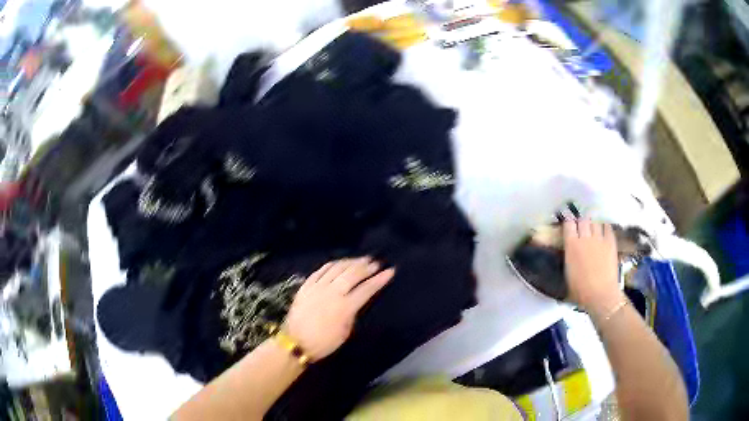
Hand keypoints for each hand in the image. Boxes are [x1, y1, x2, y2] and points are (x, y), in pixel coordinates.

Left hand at [283, 257, 394, 360]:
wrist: (296, 342)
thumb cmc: (324, 342)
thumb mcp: (345, 331)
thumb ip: (352, 313)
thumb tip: (355, 301)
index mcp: (344, 307)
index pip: (366, 289)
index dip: (379, 280)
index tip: (390, 271)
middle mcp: (332, 292)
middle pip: (352, 274)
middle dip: (366, 267)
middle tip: (375, 263)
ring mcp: (318, 286)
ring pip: (337, 268)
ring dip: (351, 262)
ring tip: (361, 260)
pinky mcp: (306, 285)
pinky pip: (321, 270)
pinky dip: (333, 264)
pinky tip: (339, 263)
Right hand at [563, 219, 624, 318]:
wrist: (600, 294)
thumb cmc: (580, 290)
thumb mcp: (568, 273)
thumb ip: (568, 256)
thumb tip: (569, 250)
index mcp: (571, 246)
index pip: (568, 224)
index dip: (568, 223)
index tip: (568, 225)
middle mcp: (585, 238)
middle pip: (583, 220)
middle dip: (581, 222)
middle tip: (581, 228)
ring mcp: (599, 239)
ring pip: (595, 222)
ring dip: (593, 224)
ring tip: (593, 228)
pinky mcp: (611, 242)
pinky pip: (608, 227)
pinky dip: (605, 227)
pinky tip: (604, 230)